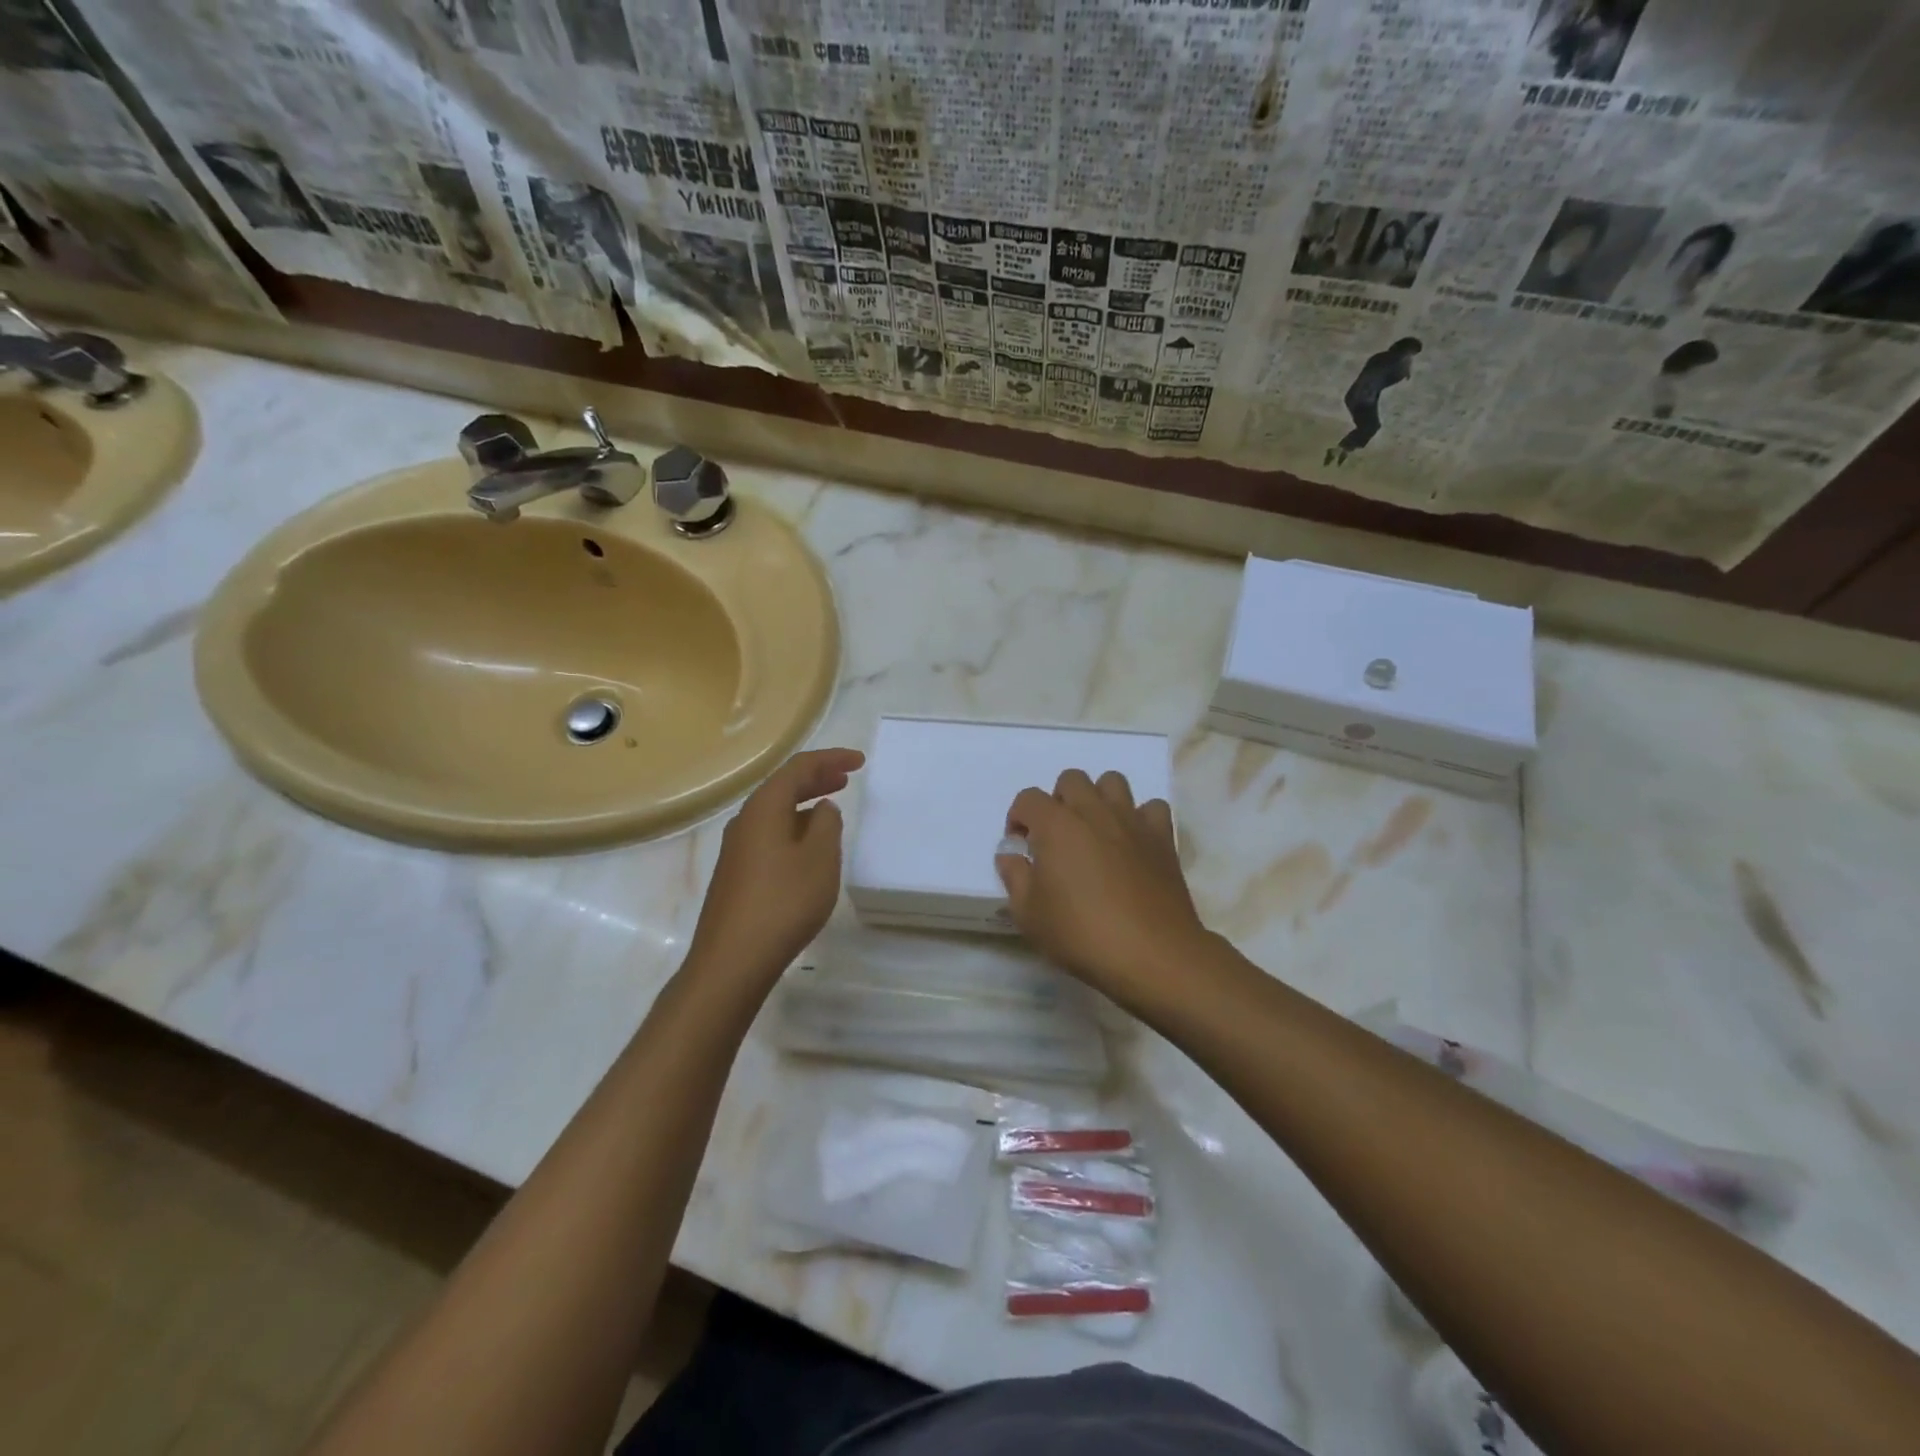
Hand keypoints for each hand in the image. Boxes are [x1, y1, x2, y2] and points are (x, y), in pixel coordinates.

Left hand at [688, 748, 863, 986]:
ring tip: (831, 808)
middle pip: (782, 787)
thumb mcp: (820, 859)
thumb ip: (826, 825)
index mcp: (764, 808)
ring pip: (775, 812)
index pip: (798, 768)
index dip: (830, 759)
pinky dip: (794, 828)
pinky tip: (807, 847)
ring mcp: (737, 849)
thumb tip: (822, 808)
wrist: (732, 960)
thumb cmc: (783, 903)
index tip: (859, 762)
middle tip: (846, 778)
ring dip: (804, 804)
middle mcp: (745, 821)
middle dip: (816, 778)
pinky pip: (769, 835)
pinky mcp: (736, 874)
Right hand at [996, 769, 1212, 998]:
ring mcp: (1131, 821)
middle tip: (1057, 837)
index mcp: (1057, 825)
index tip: (1021, 846)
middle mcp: (1094, 812)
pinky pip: (1151, 808)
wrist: (1151, 954)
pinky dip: (1140, 817)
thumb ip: (1015, 877)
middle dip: (1058, 801)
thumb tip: (1011, 855)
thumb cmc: (1081, 934)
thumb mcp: (1029, 914)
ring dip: (1099, 798)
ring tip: (1095, 832)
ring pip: (1113, 782)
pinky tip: (1133, 842)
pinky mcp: (1162, 838)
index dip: (1018, 817)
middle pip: (1071, 779)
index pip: (1028, 798)